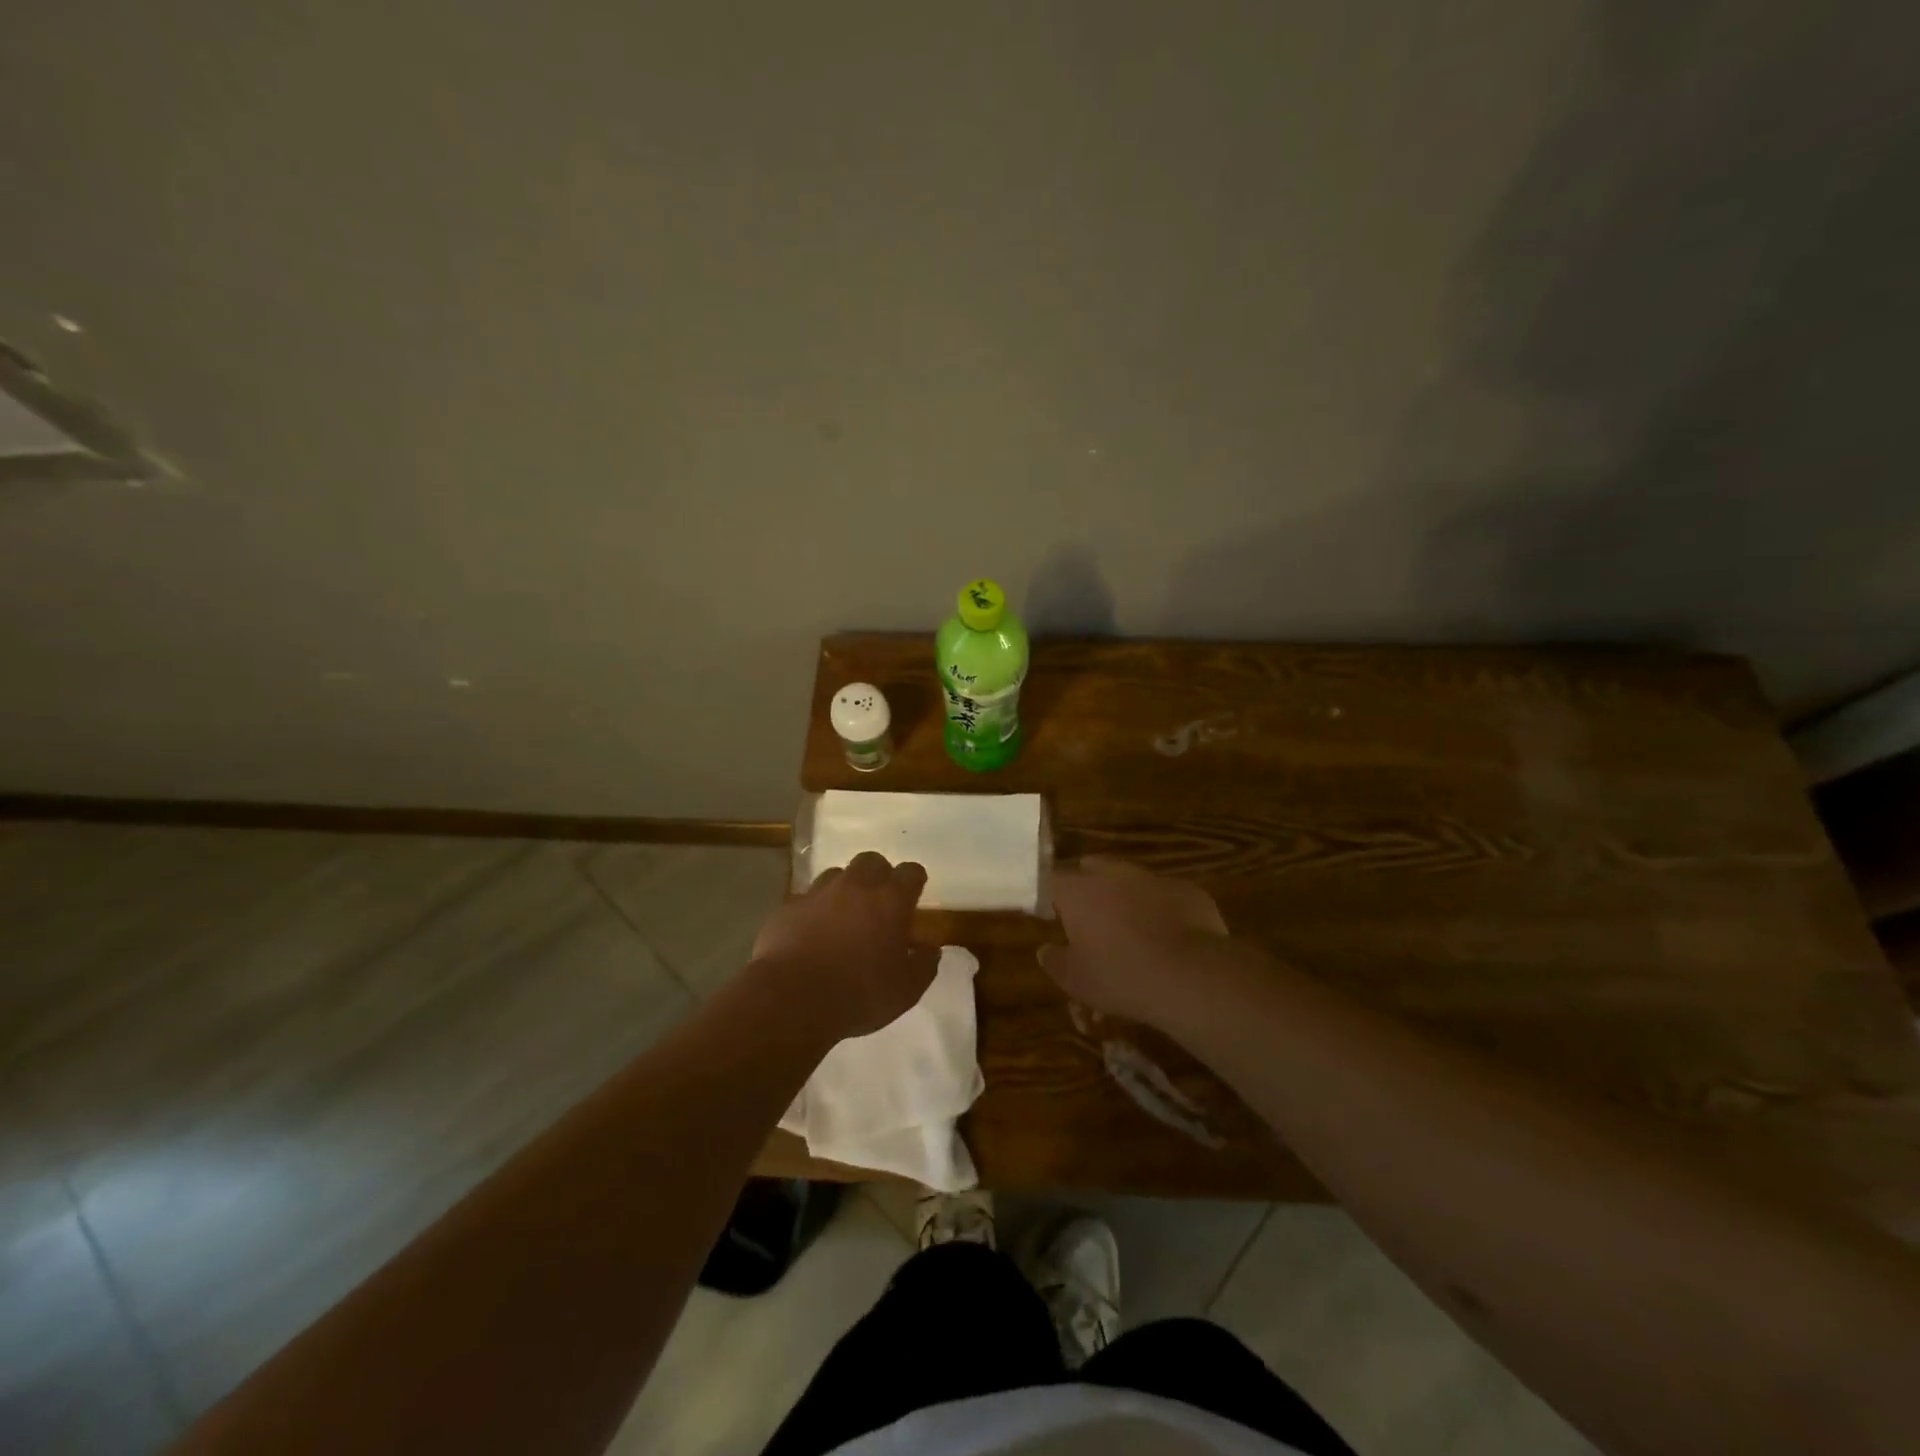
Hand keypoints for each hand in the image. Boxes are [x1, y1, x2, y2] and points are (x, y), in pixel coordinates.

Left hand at [752, 851, 937, 1039]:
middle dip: (878, 876)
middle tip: (878, 904)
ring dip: (844, 890)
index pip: (911, 872)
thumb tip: (931, 950)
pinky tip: (811, 934)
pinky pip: (806, 899)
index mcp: (890, 900)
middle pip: (872, 861)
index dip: (914, 882)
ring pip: (836, 875)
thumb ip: (924, 965)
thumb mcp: (905, 991)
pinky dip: (813, 910)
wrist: (791, 999)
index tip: (913, 898)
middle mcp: (855, 886)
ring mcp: (818, 893)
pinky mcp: (788, 907)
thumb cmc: (858, 994)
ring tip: (843, 918)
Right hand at [1043, 857, 1236, 1027]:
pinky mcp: (1188, 890)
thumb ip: (1055, 961)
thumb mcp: (1076, 980)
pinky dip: (1162, 910)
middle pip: (1093, 868)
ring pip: (1132, 880)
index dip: (1053, 896)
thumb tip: (1044, 950)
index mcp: (1079, 891)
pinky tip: (1169, 939)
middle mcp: (1113, 874)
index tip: (1055, 916)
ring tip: (1133, 932)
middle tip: (1092, 919)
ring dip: (1127, 897)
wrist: (1190, 976)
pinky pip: (1166, 895)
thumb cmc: (1120, 977)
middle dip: (1089, 888)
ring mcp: (1153, 878)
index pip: (1054, 880)